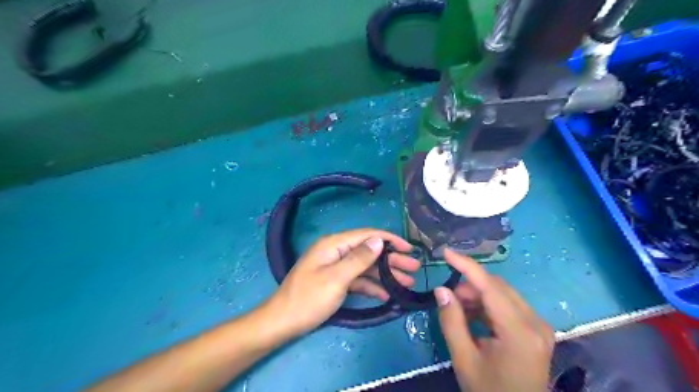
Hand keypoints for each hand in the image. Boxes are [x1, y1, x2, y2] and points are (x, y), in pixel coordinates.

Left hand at [266, 230, 419, 336]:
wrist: (282, 322)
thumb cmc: (308, 299)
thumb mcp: (336, 279)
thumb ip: (359, 258)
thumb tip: (378, 240)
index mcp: (334, 245)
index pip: (367, 235)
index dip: (389, 240)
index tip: (409, 248)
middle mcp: (336, 251)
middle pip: (369, 251)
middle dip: (391, 259)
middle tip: (414, 268)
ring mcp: (336, 267)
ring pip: (366, 266)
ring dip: (385, 274)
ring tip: (407, 282)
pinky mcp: (335, 281)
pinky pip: (358, 280)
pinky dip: (372, 286)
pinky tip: (387, 294)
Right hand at [435, 250, 554, 391]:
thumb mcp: (464, 359)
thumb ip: (451, 321)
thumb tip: (441, 290)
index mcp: (519, 332)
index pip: (490, 287)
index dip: (466, 265)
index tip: (446, 252)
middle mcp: (535, 322)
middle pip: (498, 287)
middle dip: (470, 284)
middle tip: (448, 296)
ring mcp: (539, 326)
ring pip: (503, 294)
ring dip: (478, 295)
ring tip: (458, 308)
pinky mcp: (536, 330)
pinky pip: (508, 305)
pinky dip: (487, 305)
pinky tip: (473, 316)